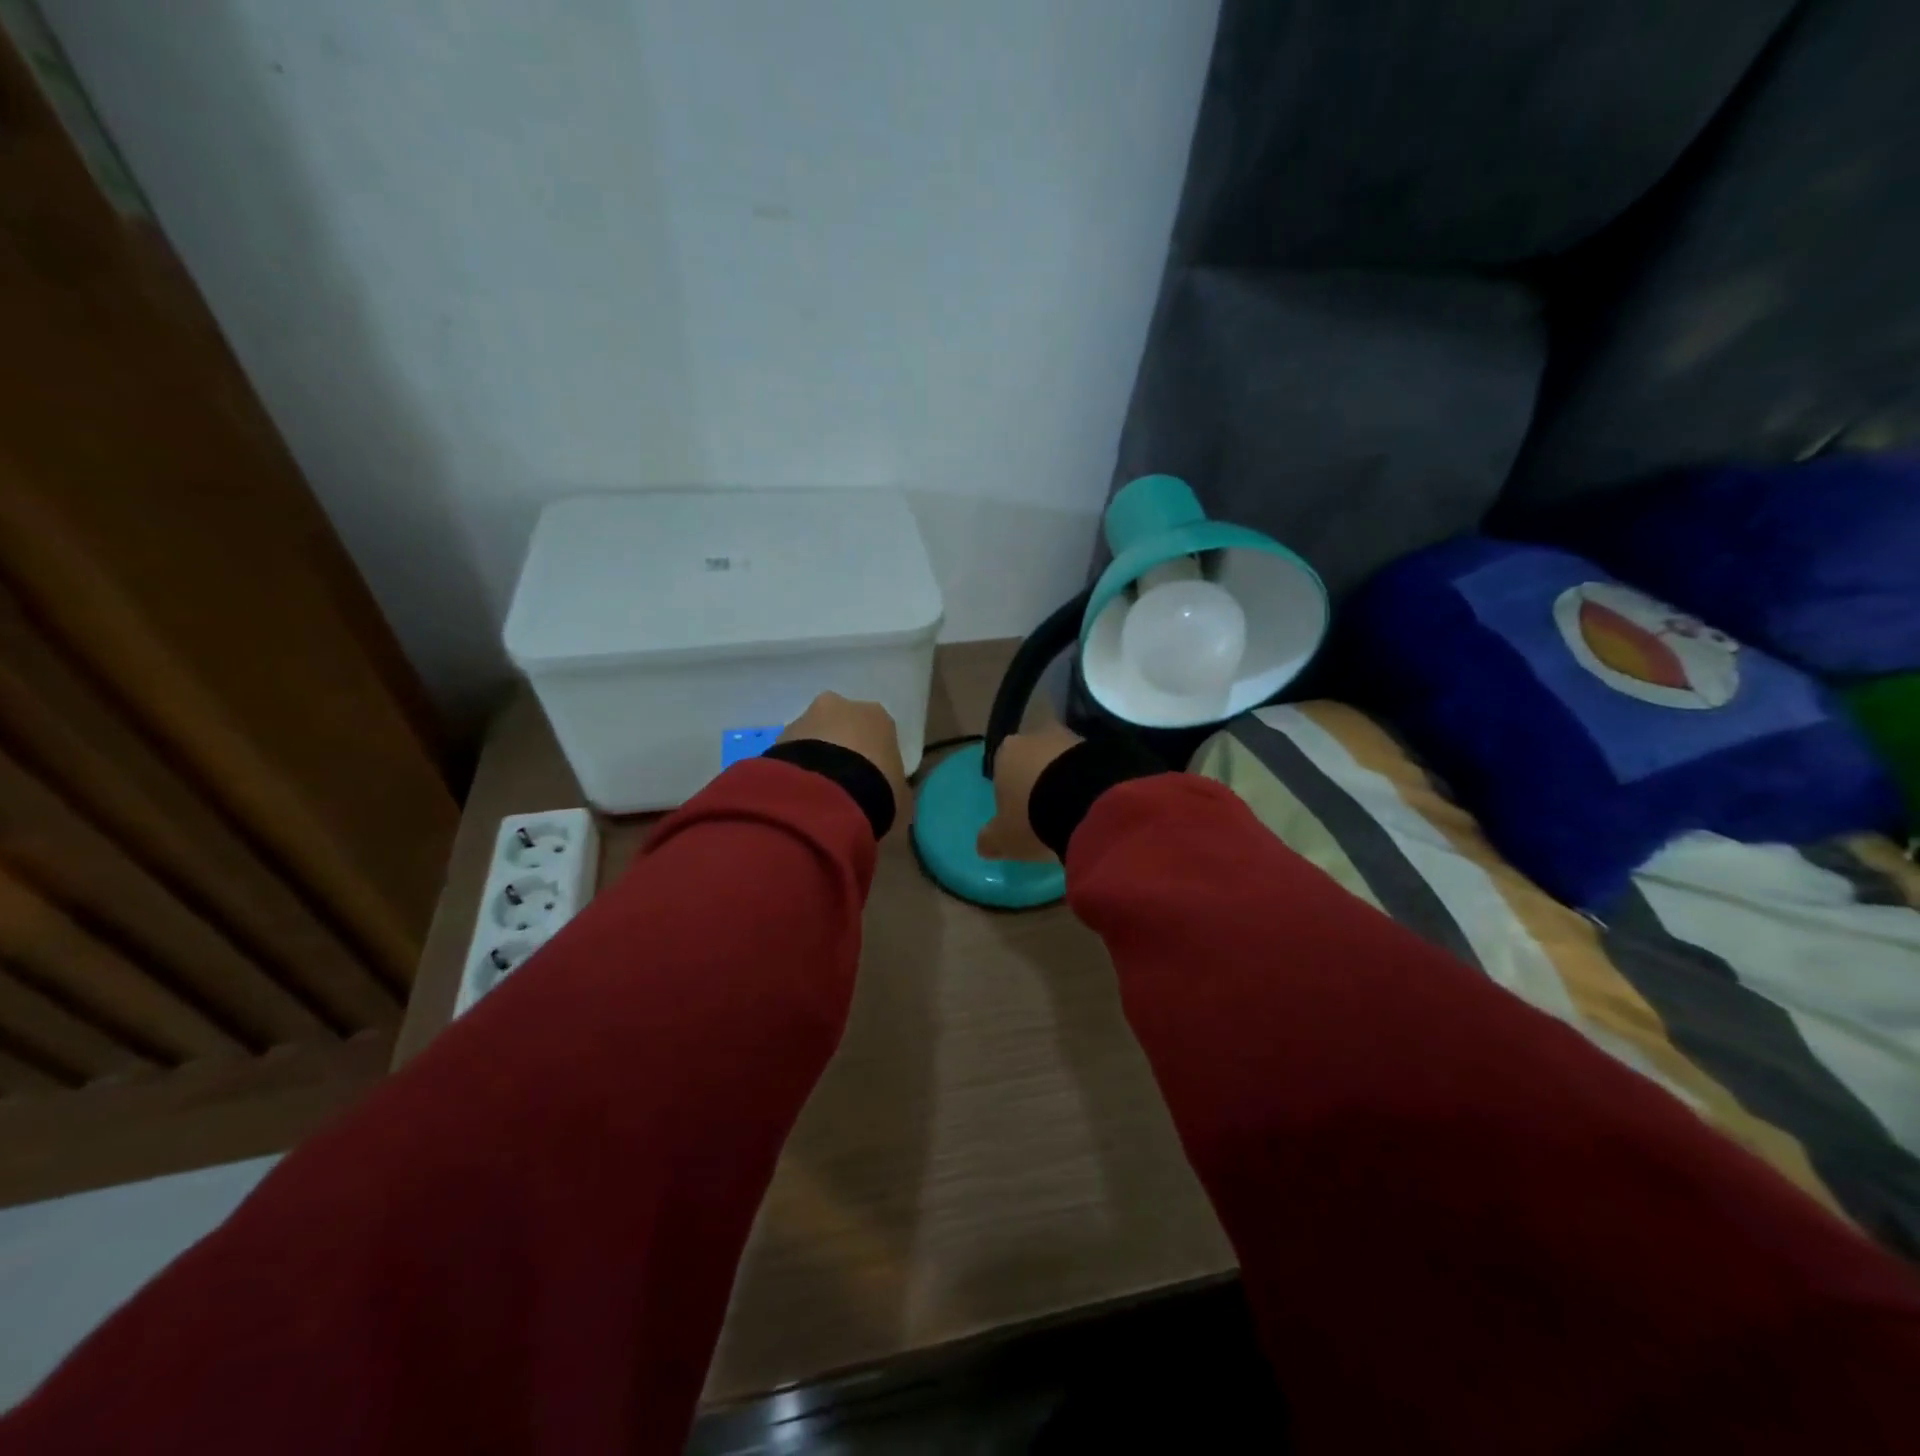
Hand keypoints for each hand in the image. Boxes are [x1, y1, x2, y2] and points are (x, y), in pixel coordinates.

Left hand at [778, 692, 910, 834]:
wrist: (828, 795)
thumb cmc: (877, 789)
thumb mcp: (900, 794)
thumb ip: (895, 786)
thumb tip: (891, 791)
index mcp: (878, 715)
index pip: (878, 732)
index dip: (874, 756)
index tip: (870, 779)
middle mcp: (841, 705)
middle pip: (842, 726)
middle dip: (840, 748)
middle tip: (841, 783)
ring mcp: (806, 717)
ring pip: (813, 736)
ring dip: (815, 757)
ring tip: (816, 792)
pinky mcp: (779, 736)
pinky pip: (793, 753)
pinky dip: (796, 768)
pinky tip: (800, 792)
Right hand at [976, 724, 1083, 861]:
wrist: (1087, 802)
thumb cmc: (1032, 817)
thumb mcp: (1005, 837)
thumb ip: (990, 838)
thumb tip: (983, 844)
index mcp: (1005, 752)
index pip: (1003, 768)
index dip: (1011, 789)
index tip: (1020, 812)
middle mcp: (1035, 736)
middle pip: (1033, 759)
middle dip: (1039, 779)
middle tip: (1048, 810)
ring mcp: (1070, 737)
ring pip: (1063, 760)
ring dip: (1066, 779)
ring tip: (1074, 810)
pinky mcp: (1100, 746)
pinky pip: (1088, 766)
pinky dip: (1089, 781)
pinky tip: (1093, 804)